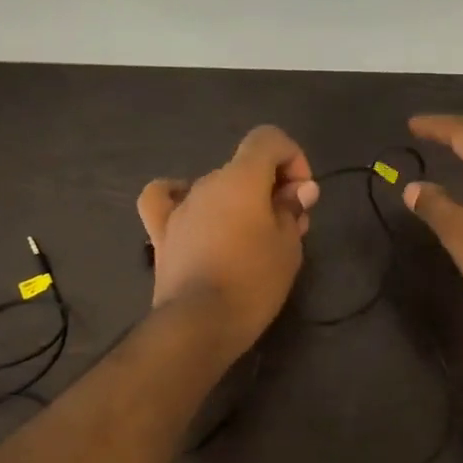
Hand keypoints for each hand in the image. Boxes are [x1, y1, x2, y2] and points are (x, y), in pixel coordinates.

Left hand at [138, 126, 319, 355]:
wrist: (200, 323)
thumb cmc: (253, 281)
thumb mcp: (288, 245)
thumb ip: (292, 209)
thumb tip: (298, 190)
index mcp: (241, 178)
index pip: (269, 139)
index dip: (292, 158)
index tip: (301, 196)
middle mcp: (207, 182)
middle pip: (245, 168)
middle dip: (271, 190)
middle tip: (288, 228)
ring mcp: (180, 207)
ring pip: (216, 187)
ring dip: (239, 202)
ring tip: (251, 237)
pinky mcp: (161, 233)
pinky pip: (165, 199)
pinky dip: (179, 198)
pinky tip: (192, 212)